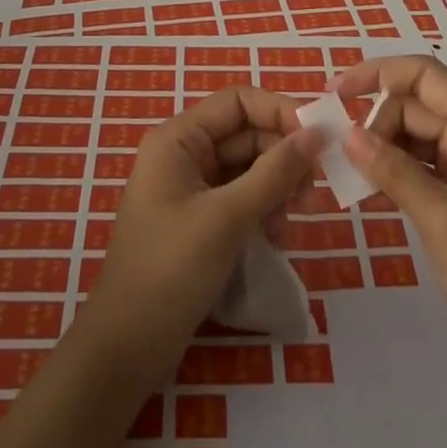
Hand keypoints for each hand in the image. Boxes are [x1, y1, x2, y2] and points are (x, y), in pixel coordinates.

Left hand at [78, 87, 319, 383]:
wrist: (127, 346)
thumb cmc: (171, 270)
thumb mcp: (228, 217)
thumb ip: (275, 172)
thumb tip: (317, 133)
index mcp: (179, 139)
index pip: (239, 101)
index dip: (280, 112)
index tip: (319, 141)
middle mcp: (185, 154)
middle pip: (248, 135)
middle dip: (283, 159)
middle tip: (311, 196)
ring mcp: (192, 188)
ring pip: (250, 168)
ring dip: (277, 189)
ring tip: (289, 226)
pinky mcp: (201, 219)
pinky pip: (242, 198)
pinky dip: (264, 211)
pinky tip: (275, 240)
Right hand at [335, 56, 446, 401]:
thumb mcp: (440, 218)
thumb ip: (392, 170)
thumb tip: (347, 134)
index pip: (424, 75)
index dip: (378, 74)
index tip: (336, 95)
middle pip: (416, 105)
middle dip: (376, 121)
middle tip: (343, 158)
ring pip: (416, 136)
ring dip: (383, 148)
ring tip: (351, 173)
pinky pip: (423, 167)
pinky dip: (396, 172)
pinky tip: (372, 189)